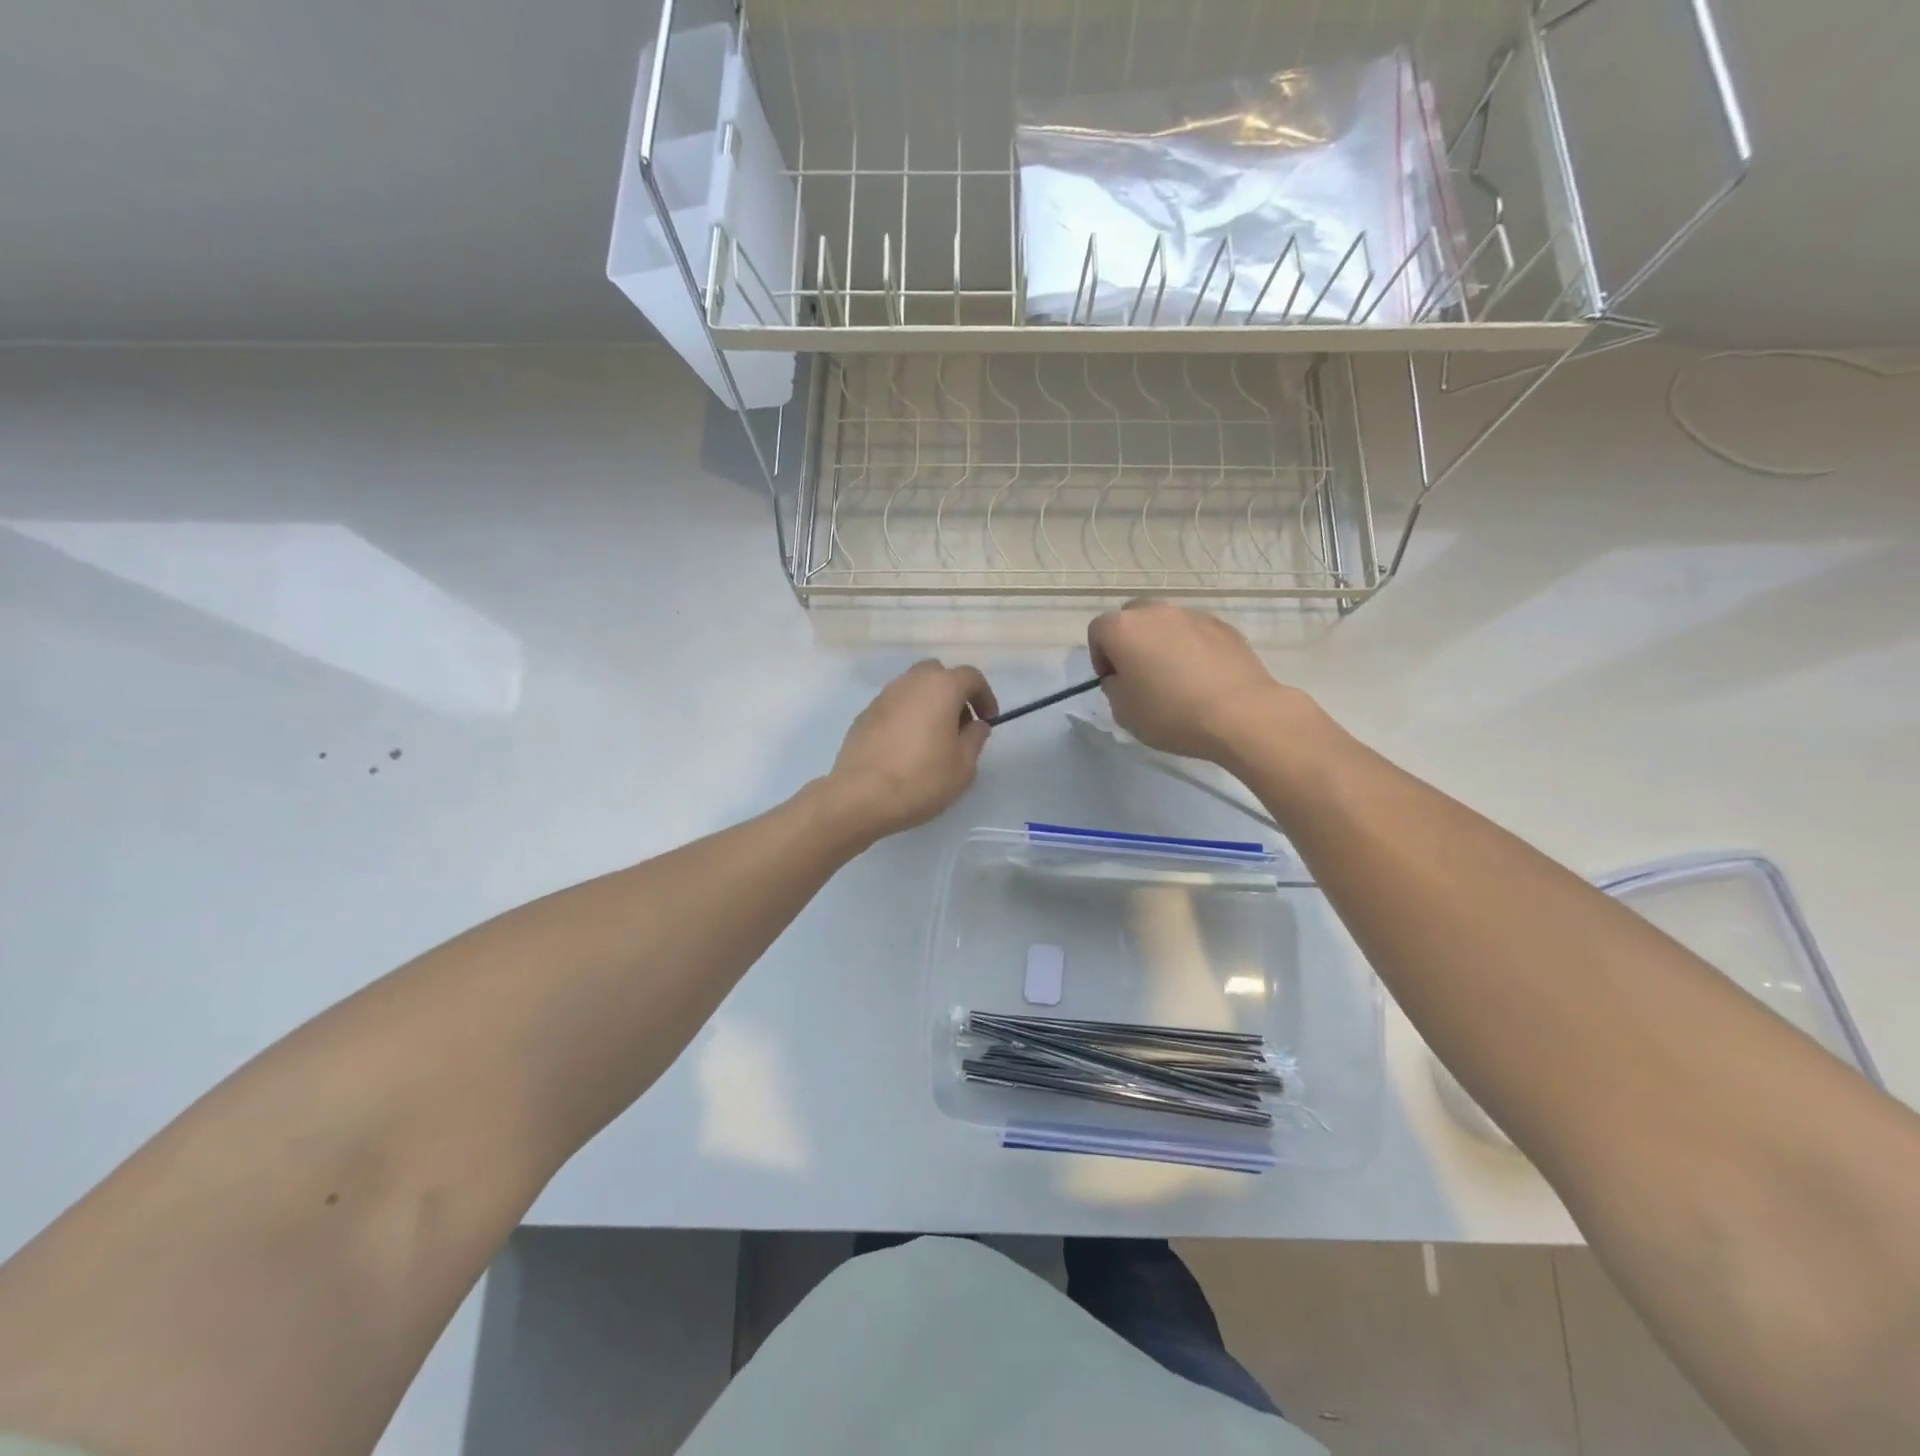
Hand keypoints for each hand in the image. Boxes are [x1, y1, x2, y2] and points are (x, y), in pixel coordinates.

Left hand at [826, 660, 997, 838]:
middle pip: (938, 674)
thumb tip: (975, 724)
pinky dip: (907, 716)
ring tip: (933, 738)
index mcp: (941, 687)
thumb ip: (975, 738)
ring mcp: (883, 696)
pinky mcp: (864, 714)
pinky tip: (907, 746)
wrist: (860, 796)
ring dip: (928, 704)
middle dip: (953, 694)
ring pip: (913, 688)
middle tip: (959, 725)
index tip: (988, 720)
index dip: (984, 696)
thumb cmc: (921, 779)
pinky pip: (895, 706)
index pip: (971, 677)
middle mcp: (910, 682)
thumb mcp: (963, 766)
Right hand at [1087, 602, 1305, 764]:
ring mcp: (1193, 615)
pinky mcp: (1223, 626)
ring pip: (1166, 623)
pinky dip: (1191, 647)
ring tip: (1175, 676)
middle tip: (1140, 674)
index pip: (1098, 631)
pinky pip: (1195, 632)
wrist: (1240, 714)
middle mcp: (1156, 612)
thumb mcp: (1124, 712)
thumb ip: (1114, 687)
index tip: (1112, 681)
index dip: (1100, 657)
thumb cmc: (1171, 714)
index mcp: (1124, 629)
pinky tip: (1202, 677)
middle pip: (1132, 618)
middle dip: (1130, 642)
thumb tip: (1124, 676)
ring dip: (1162, 642)